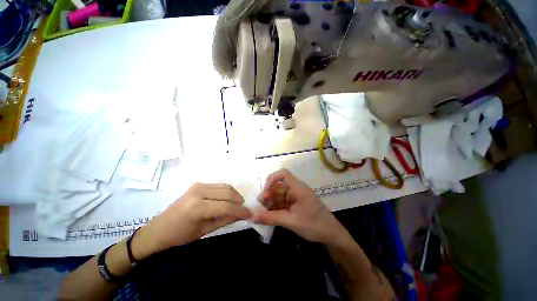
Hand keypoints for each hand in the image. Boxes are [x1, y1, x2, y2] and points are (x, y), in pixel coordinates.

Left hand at [133, 183, 250, 258]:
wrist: (159, 228)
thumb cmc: (180, 235)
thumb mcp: (205, 231)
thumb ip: (225, 220)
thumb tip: (243, 215)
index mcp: (197, 207)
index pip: (226, 206)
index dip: (240, 210)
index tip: (250, 214)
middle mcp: (199, 191)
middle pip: (228, 193)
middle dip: (239, 201)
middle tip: (244, 209)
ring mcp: (198, 185)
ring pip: (225, 187)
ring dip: (235, 195)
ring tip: (237, 205)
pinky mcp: (198, 184)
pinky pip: (219, 186)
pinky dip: (227, 192)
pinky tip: (228, 200)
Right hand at [252, 169, 348, 244]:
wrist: (332, 236)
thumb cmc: (314, 225)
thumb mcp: (291, 221)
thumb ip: (271, 218)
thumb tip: (252, 217)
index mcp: (297, 188)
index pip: (283, 174)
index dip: (271, 179)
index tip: (265, 192)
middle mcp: (295, 190)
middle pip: (278, 187)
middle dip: (268, 196)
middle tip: (258, 207)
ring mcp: (295, 198)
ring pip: (279, 196)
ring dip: (270, 204)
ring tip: (261, 214)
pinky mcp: (295, 206)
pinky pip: (282, 204)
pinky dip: (275, 209)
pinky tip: (268, 217)